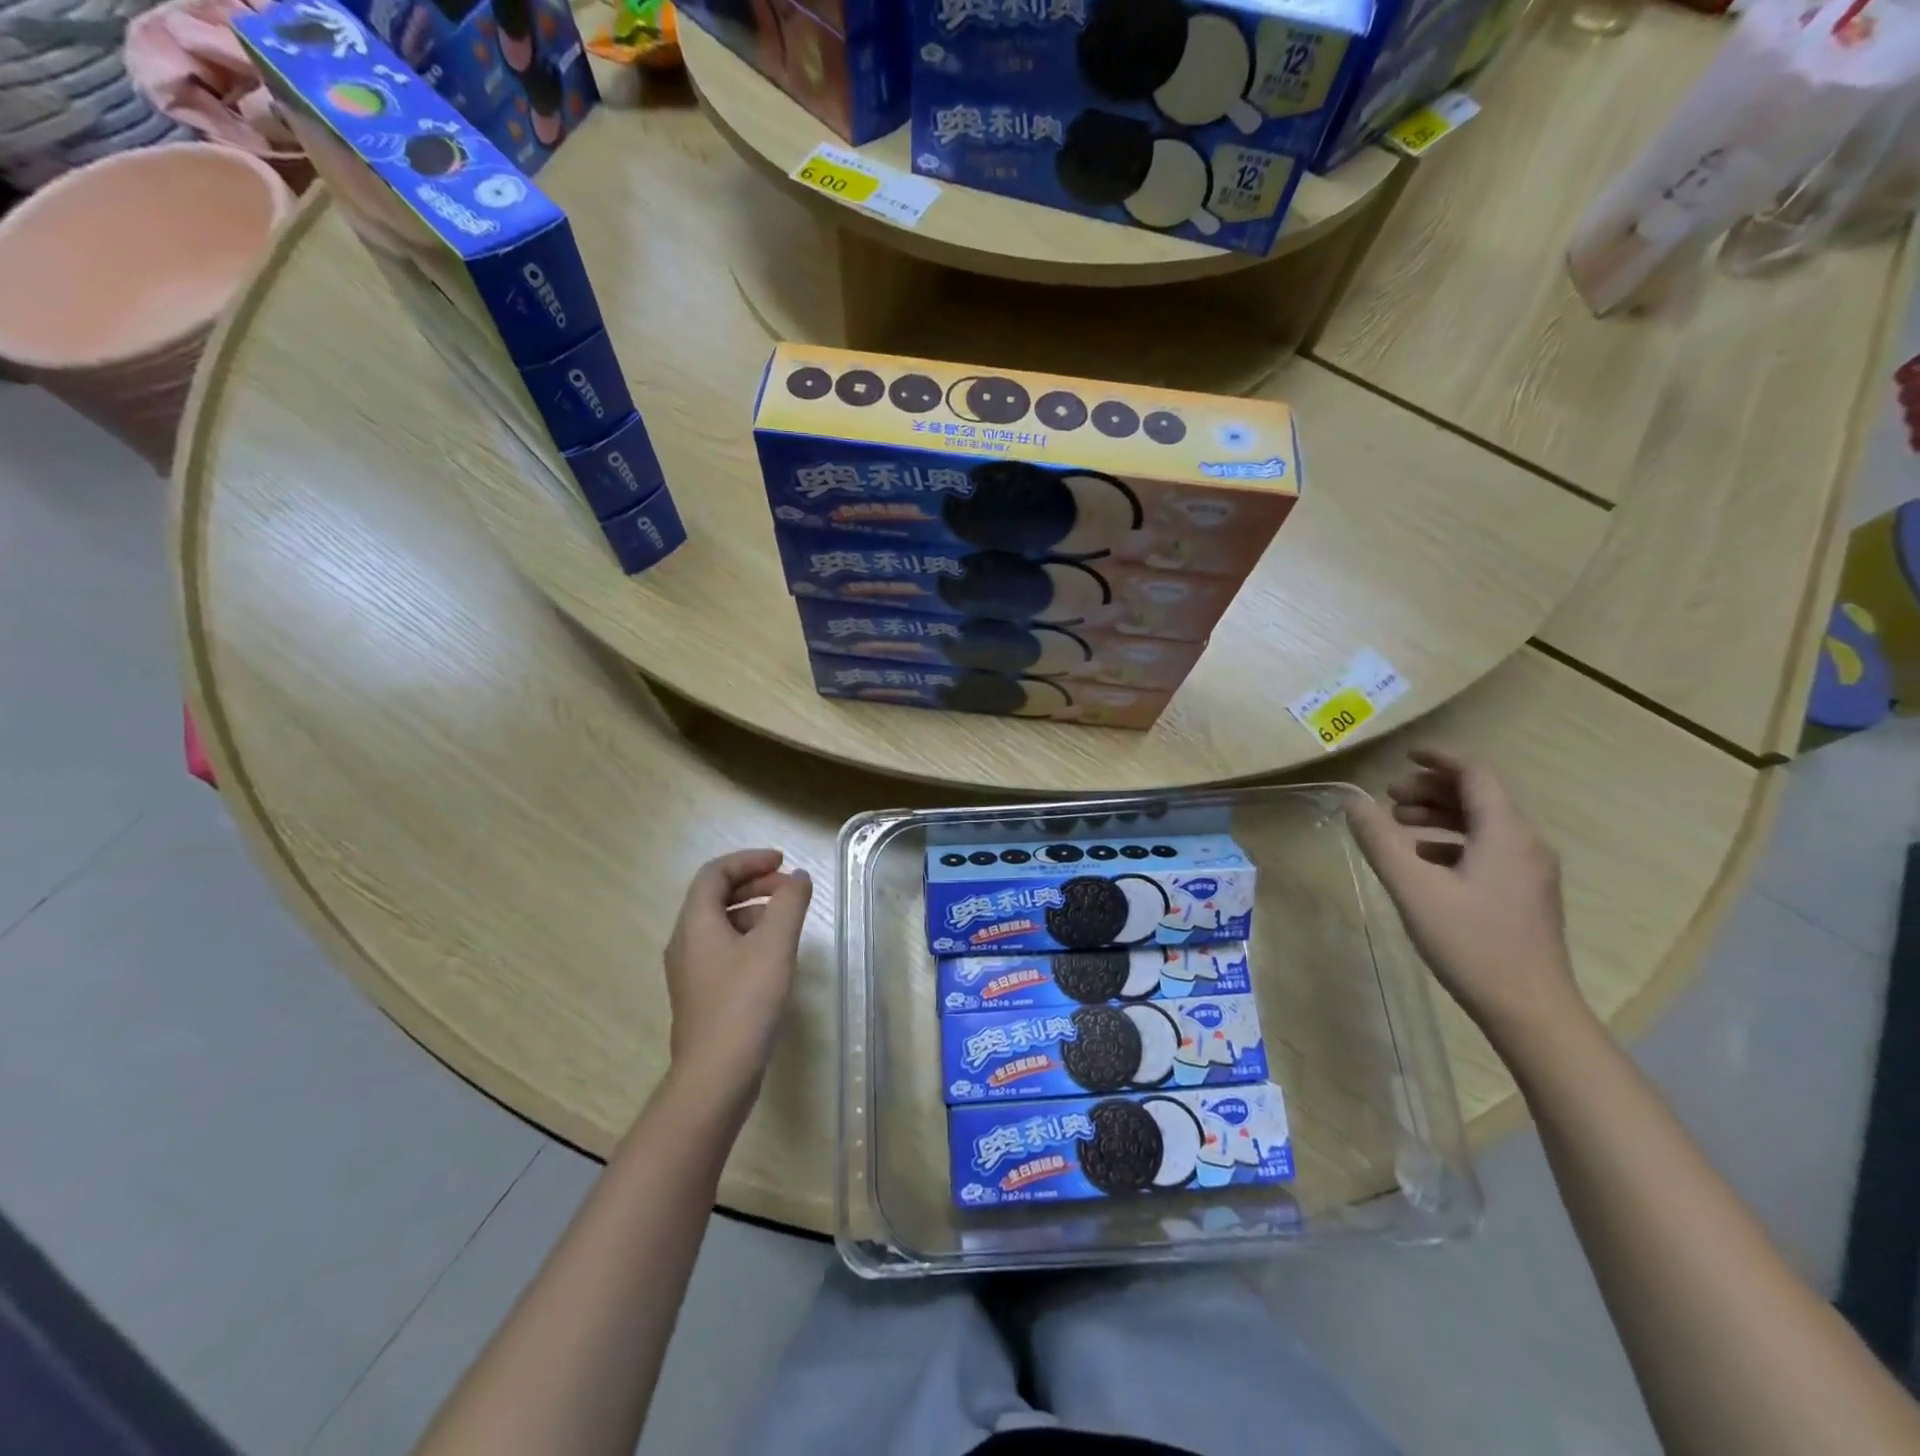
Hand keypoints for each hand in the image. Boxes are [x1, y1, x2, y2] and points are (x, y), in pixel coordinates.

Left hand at [663, 849, 813, 1115]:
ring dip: (753, 911)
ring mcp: (690, 971)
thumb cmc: (745, 1002)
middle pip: (715, 897)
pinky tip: (773, 957)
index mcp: (696, 923)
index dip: (748, 861)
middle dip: (754, 884)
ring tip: (787, 920)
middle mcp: (685, 942)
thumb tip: (798, 878)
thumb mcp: (775, 945)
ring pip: (720, 924)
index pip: (715, 874)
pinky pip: (722, 949)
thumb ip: (789, 904)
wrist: (716, 1075)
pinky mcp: (701, 995)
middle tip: (790, 888)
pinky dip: (748, 938)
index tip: (782, 862)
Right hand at [1346, 750, 1585, 1044]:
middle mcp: (1526, 844)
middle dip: (1431, 790)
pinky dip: (1451, 843)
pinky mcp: (1524, 895)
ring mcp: (1530, 872)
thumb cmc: (1471, 943)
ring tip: (1399, 827)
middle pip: (1479, 797)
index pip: (1475, 775)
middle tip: (1388, 799)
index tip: (1402, 756)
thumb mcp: (1413, 889)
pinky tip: (1422, 864)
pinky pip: (1487, 850)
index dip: (1438, 760)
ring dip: (1439, 817)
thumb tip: (1352, 801)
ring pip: (1482, 825)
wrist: (1530, 1010)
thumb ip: (1380, 841)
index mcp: (1505, 833)